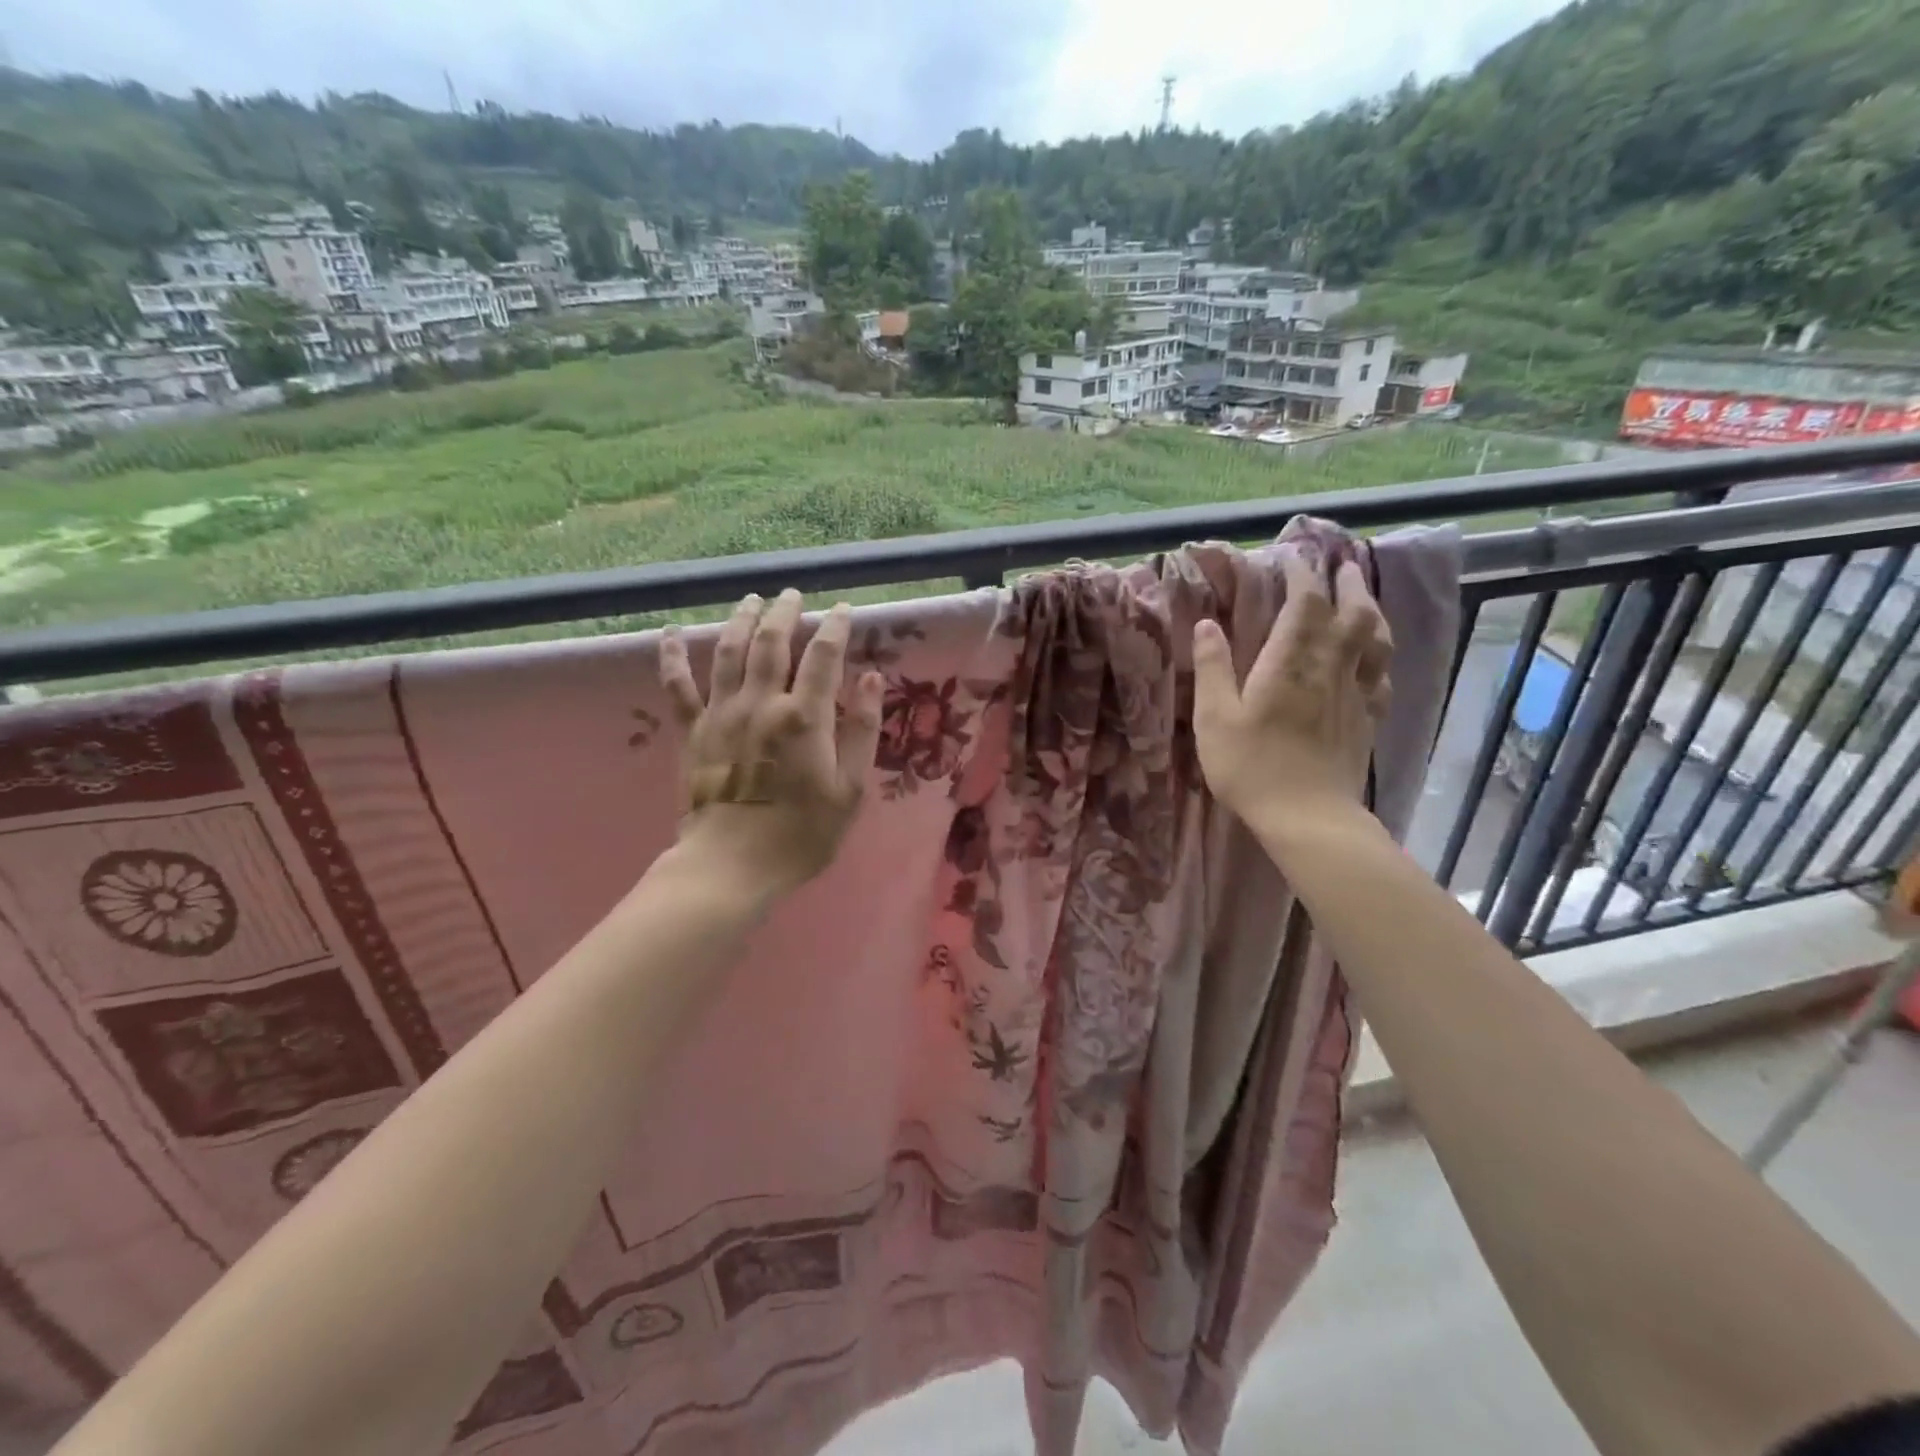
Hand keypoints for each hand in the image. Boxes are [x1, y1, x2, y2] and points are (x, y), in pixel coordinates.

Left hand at [660, 590, 884, 899]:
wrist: (731, 866)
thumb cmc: (801, 834)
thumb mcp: (850, 789)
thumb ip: (862, 730)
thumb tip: (871, 679)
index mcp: (804, 717)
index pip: (823, 656)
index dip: (835, 627)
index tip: (842, 610)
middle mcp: (761, 703)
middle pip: (772, 642)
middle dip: (784, 612)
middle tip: (792, 594)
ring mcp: (721, 714)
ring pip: (729, 651)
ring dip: (741, 619)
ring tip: (751, 599)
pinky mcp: (693, 731)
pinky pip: (678, 686)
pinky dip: (674, 656)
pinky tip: (672, 632)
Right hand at [1191, 552, 1392, 829]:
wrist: (1307, 816)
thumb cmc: (1251, 766)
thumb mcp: (1214, 718)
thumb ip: (1212, 667)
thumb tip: (1207, 624)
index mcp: (1290, 662)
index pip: (1306, 603)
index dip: (1303, 575)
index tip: (1293, 558)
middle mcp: (1330, 668)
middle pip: (1352, 612)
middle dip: (1346, 583)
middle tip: (1340, 565)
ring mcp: (1355, 694)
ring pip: (1376, 640)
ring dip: (1371, 612)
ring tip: (1362, 600)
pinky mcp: (1368, 720)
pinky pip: (1381, 677)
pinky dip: (1379, 657)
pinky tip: (1372, 660)